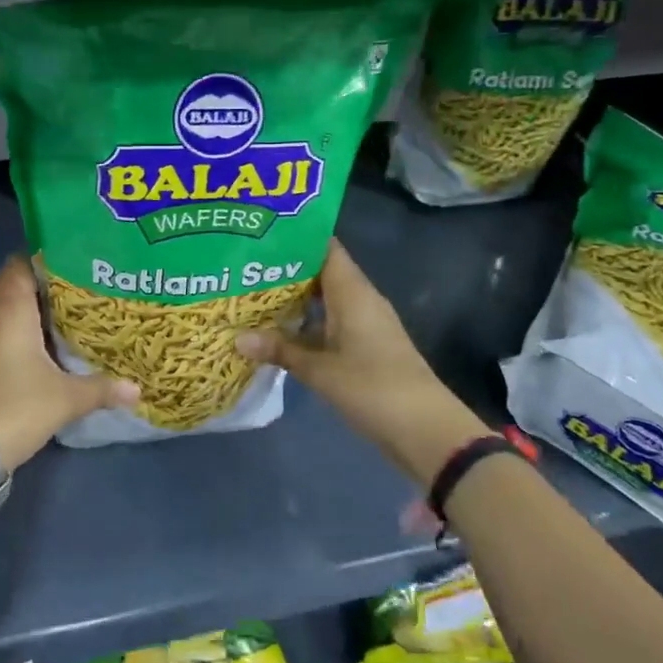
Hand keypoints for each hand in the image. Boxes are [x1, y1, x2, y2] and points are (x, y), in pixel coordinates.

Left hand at [0, 257, 139, 472]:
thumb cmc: (18, 407)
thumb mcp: (67, 398)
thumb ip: (102, 388)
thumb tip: (137, 390)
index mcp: (10, 310)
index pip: (20, 264)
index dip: (44, 258)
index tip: (72, 262)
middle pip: (9, 283)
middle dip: (38, 283)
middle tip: (72, 288)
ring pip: (0, 308)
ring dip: (24, 308)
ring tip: (60, 313)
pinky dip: (12, 329)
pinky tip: (37, 345)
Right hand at [237, 240, 485, 485]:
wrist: (425, 429)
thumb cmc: (372, 387)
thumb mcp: (320, 370)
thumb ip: (280, 350)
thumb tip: (237, 338)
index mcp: (352, 291)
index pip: (324, 247)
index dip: (296, 237)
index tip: (261, 233)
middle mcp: (360, 298)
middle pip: (322, 271)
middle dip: (287, 269)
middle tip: (246, 266)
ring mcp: (366, 323)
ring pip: (326, 299)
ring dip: (296, 299)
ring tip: (254, 294)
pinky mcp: (367, 346)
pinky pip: (333, 321)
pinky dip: (309, 322)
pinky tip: (281, 331)